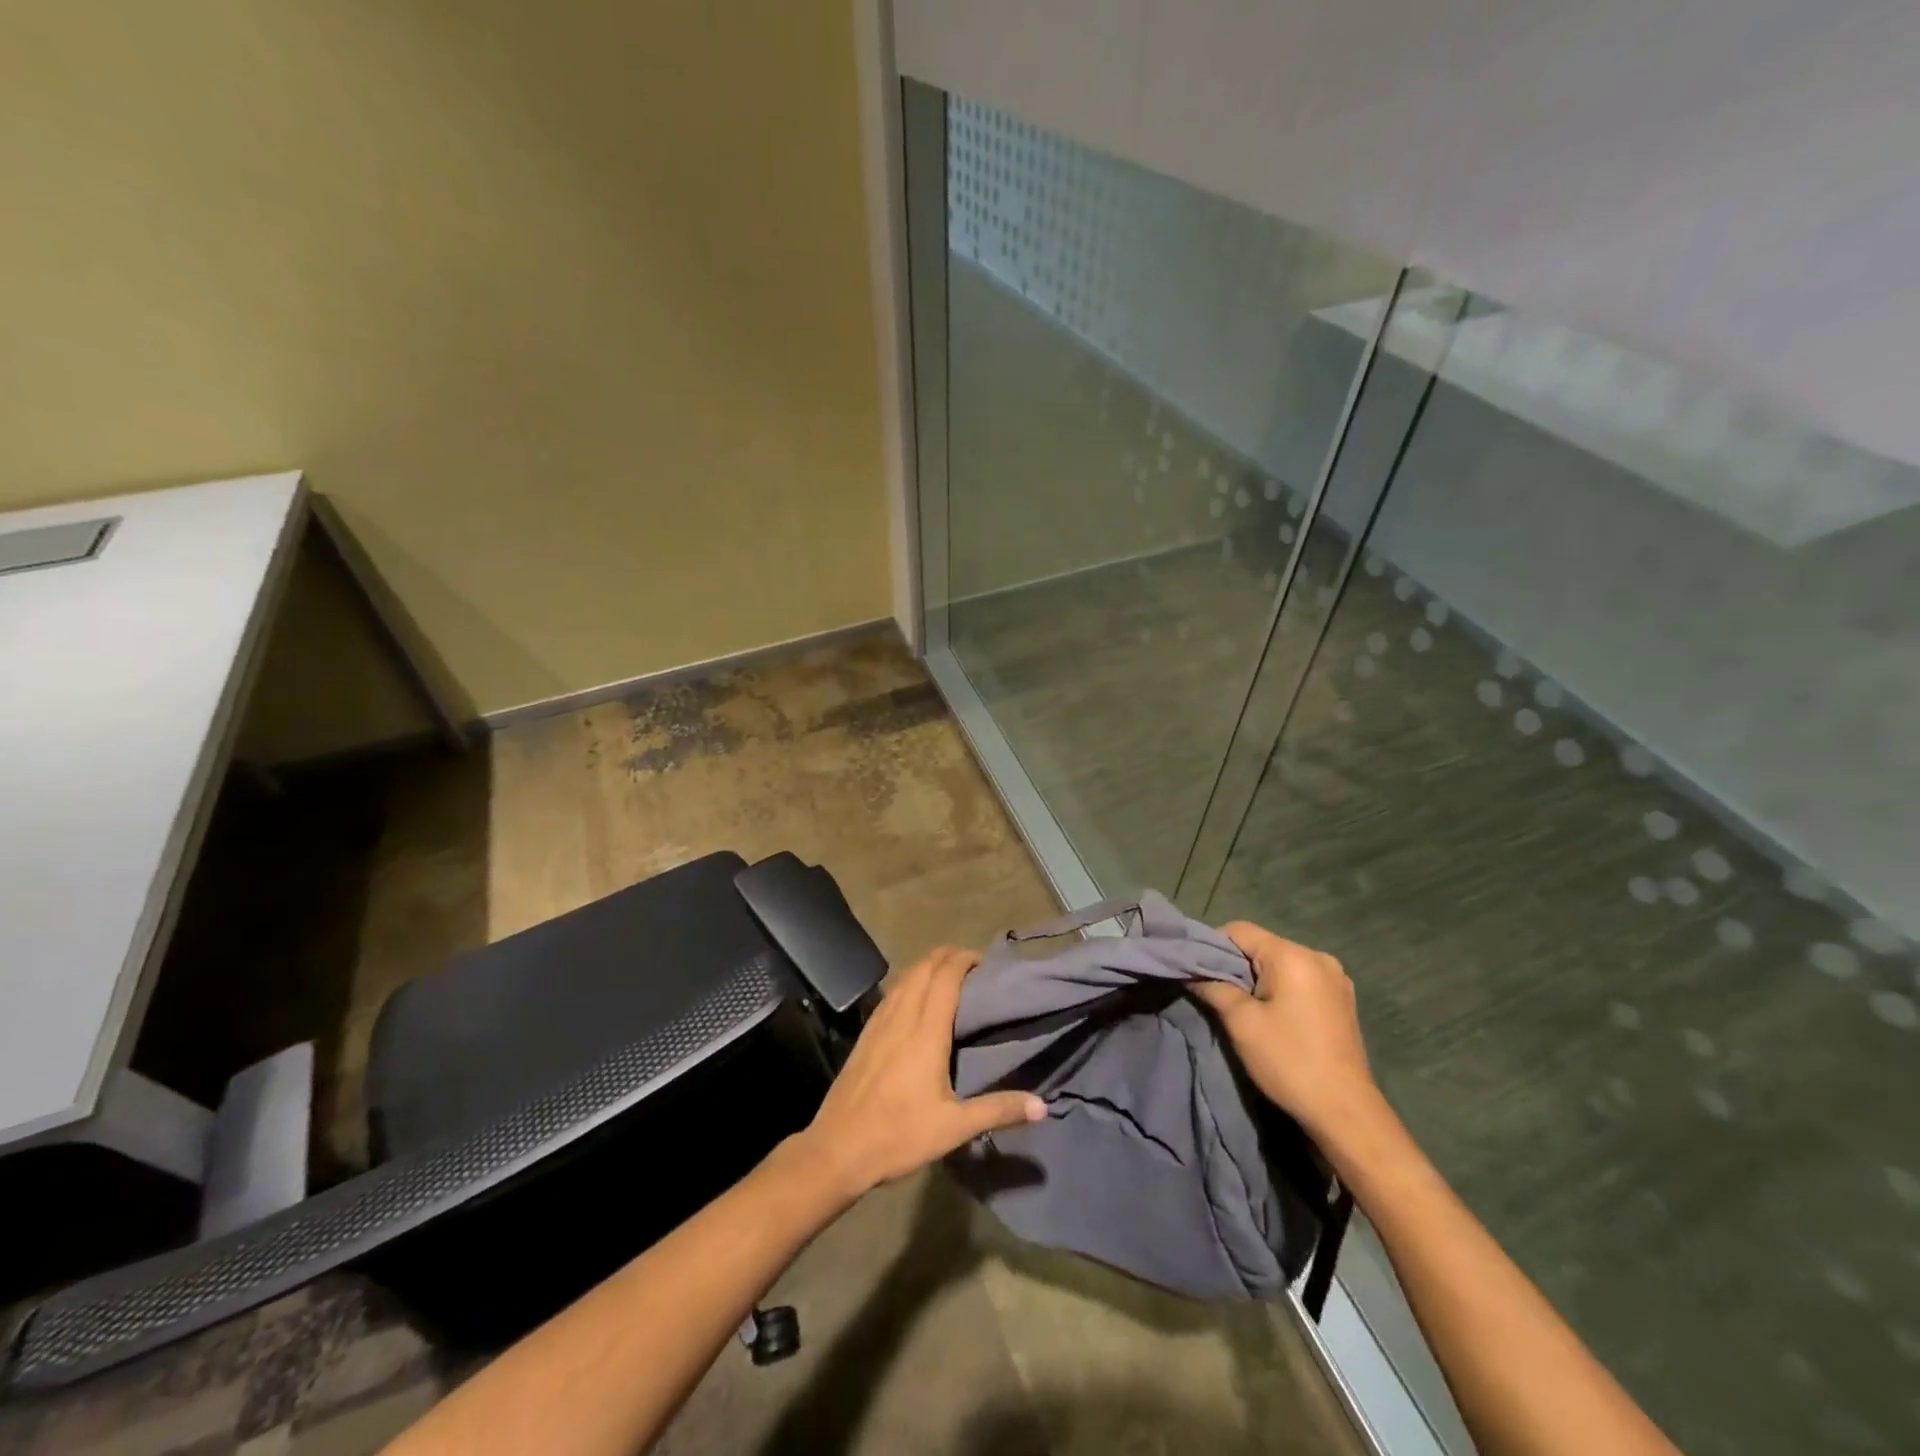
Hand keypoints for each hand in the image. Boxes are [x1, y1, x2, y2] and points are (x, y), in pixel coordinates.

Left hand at [797, 946, 1045, 1201]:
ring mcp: (879, 1024)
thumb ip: (998, 1111)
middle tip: (970, 963)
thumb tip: (1043, 1106)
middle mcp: (902, 1018)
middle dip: (947, 956)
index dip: (963, 960)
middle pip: (923, 969)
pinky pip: (891, 994)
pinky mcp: (865, 1035)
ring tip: (946, 973)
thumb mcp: (954, 1128)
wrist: (837, 1149)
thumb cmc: (899, 1136)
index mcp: (925, 1033)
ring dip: (926, 966)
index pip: (945, 978)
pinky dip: (909, 982)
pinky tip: (913, 996)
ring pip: (904, 978)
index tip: (983, 960)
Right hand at [1191, 922, 1380, 1141]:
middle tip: (1215, 992)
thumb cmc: (1289, 1061)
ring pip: (1281, 963)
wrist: (1346, 1112)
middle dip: (1235, 964)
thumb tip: (1190, 972)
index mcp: (1293, 956)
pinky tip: (1274, 1014)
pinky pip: (1300, 979)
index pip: (1240, 930)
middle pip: (1262, 945)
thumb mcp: (1241, 1023)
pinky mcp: (1343, 998)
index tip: (1197, 971)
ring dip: (1258, 978)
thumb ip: (1212, 988)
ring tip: (1243, 1006)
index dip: (1212, 945)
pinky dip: (1280, 988)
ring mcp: (1335, 978)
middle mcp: (1318, 956)